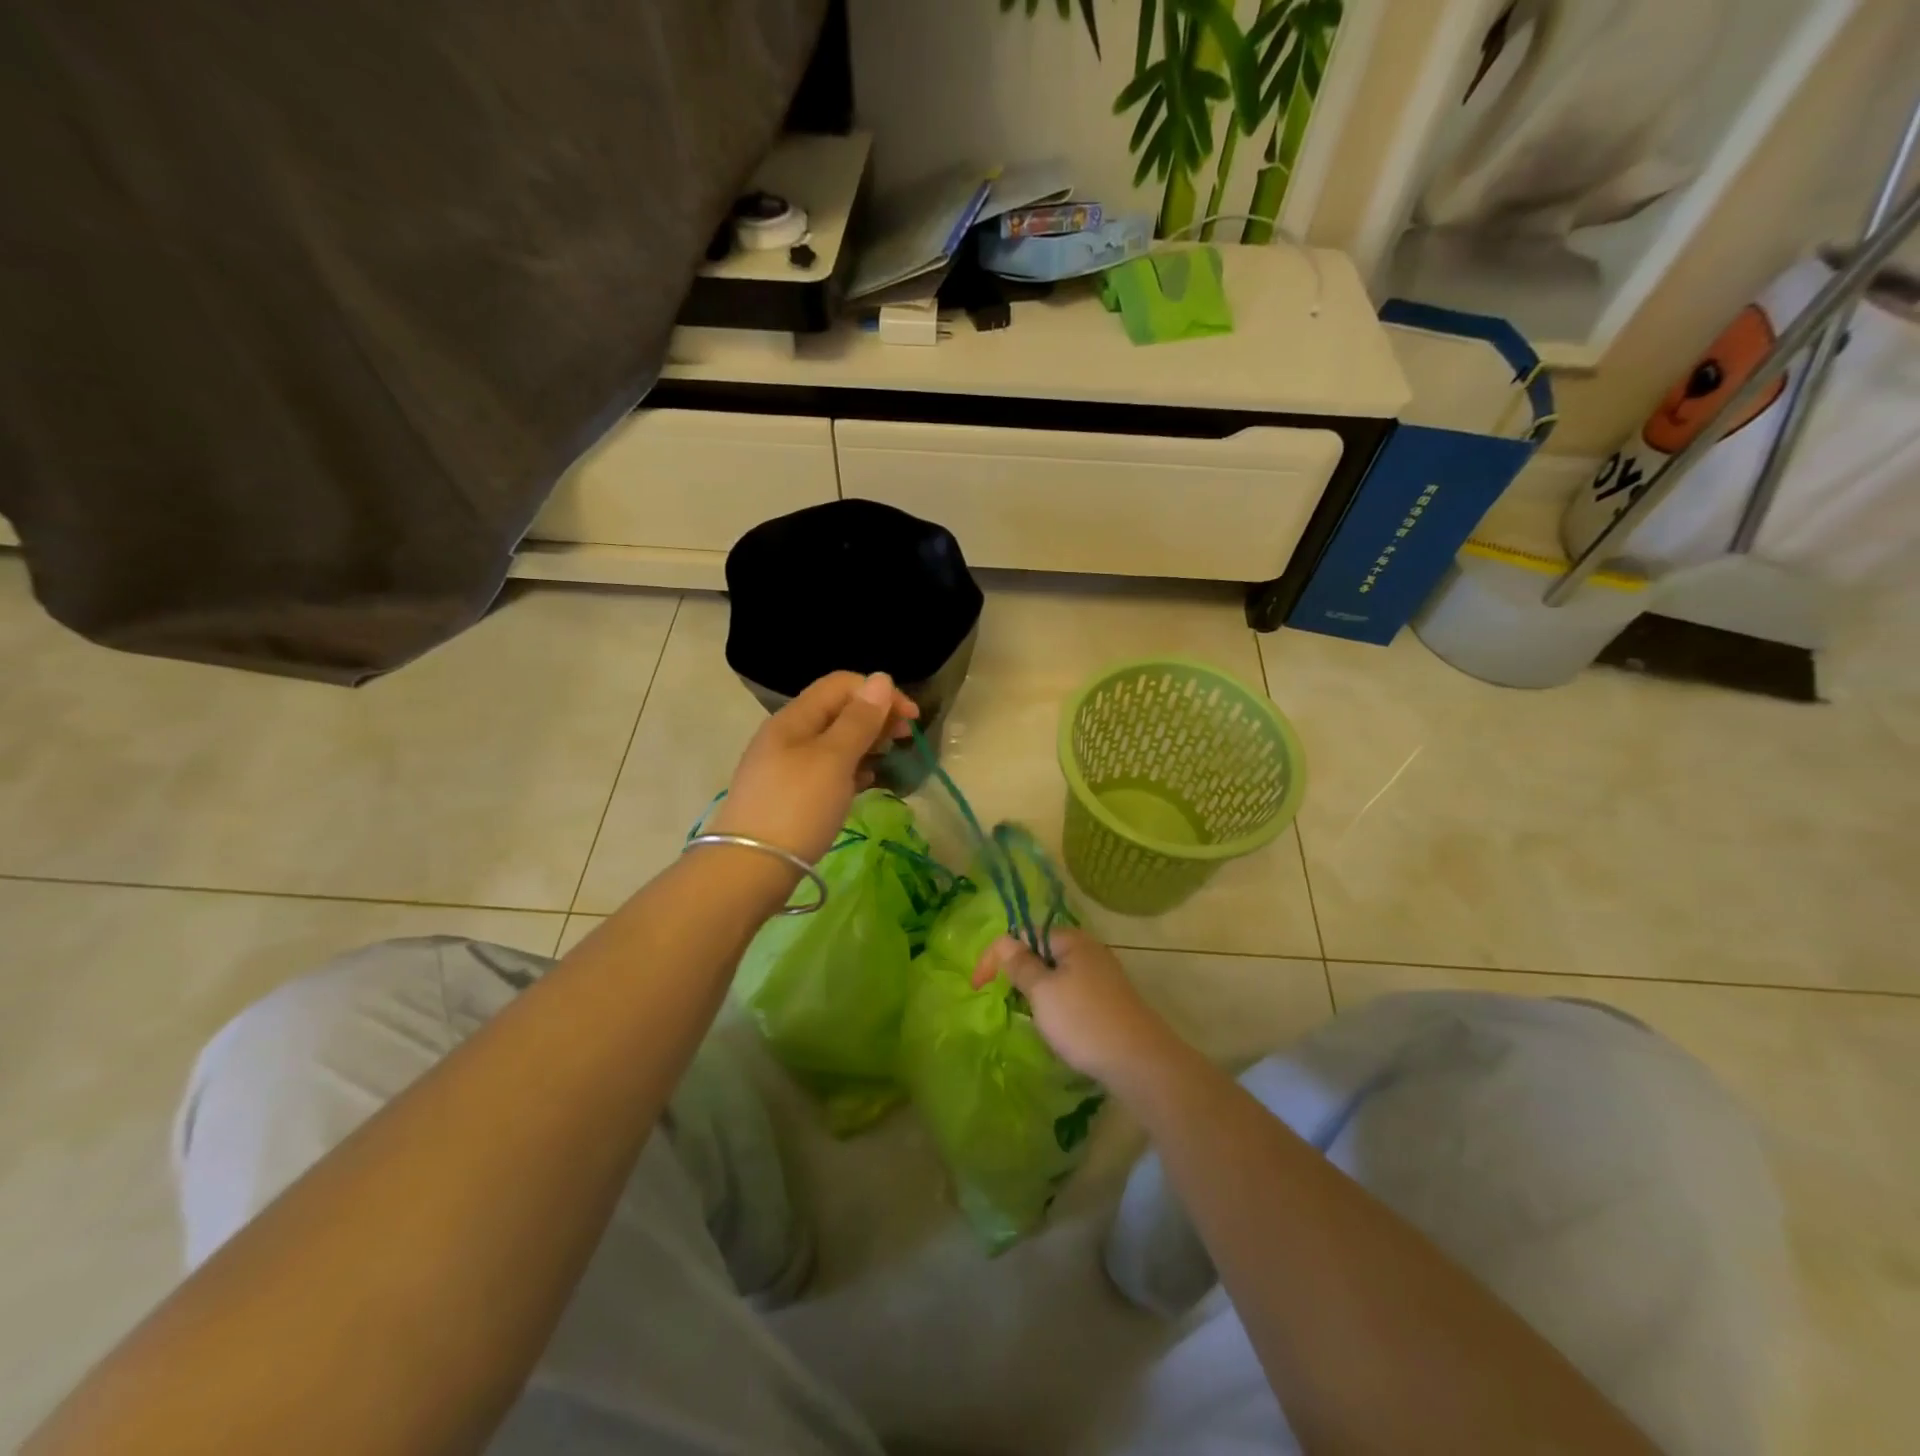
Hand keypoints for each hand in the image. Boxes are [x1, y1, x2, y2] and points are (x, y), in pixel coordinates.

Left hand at [709, 671, 918, 863]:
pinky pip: (827, 769)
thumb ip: (859, 719)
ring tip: (886, 761)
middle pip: (838, 710)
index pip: (841, 684)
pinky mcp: (790, 794)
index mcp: (794, 718)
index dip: (879, 693)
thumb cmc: (797, 807)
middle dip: (875, 717)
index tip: (911, 720)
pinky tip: (865, 783)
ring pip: (834, 741)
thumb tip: (881, 678)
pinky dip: (851, 769)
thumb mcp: (833, 759)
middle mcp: (788, 735)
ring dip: (865, 743)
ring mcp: (786, 766)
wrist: (749, 869)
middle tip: (903, 740)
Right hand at [973, 928, 1184, 1087]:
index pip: (1023, 934)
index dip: (996, 956)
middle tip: (1008, 1002)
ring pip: (1057, 975)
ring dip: (1038, 992)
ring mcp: (1103, 975)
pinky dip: (1057, 1005)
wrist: (1140, 1062)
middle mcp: (1089, 950)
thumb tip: (1006, 942)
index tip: (977, 987)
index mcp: (1071, 940)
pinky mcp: (1110, 1000)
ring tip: (1032, 1018)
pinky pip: (1073, 992)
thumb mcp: (1042, 992)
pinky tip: (1058, 1028)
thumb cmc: (1083, 1021)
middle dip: (1019, 973)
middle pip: (1041, 952)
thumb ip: (1020, 964)